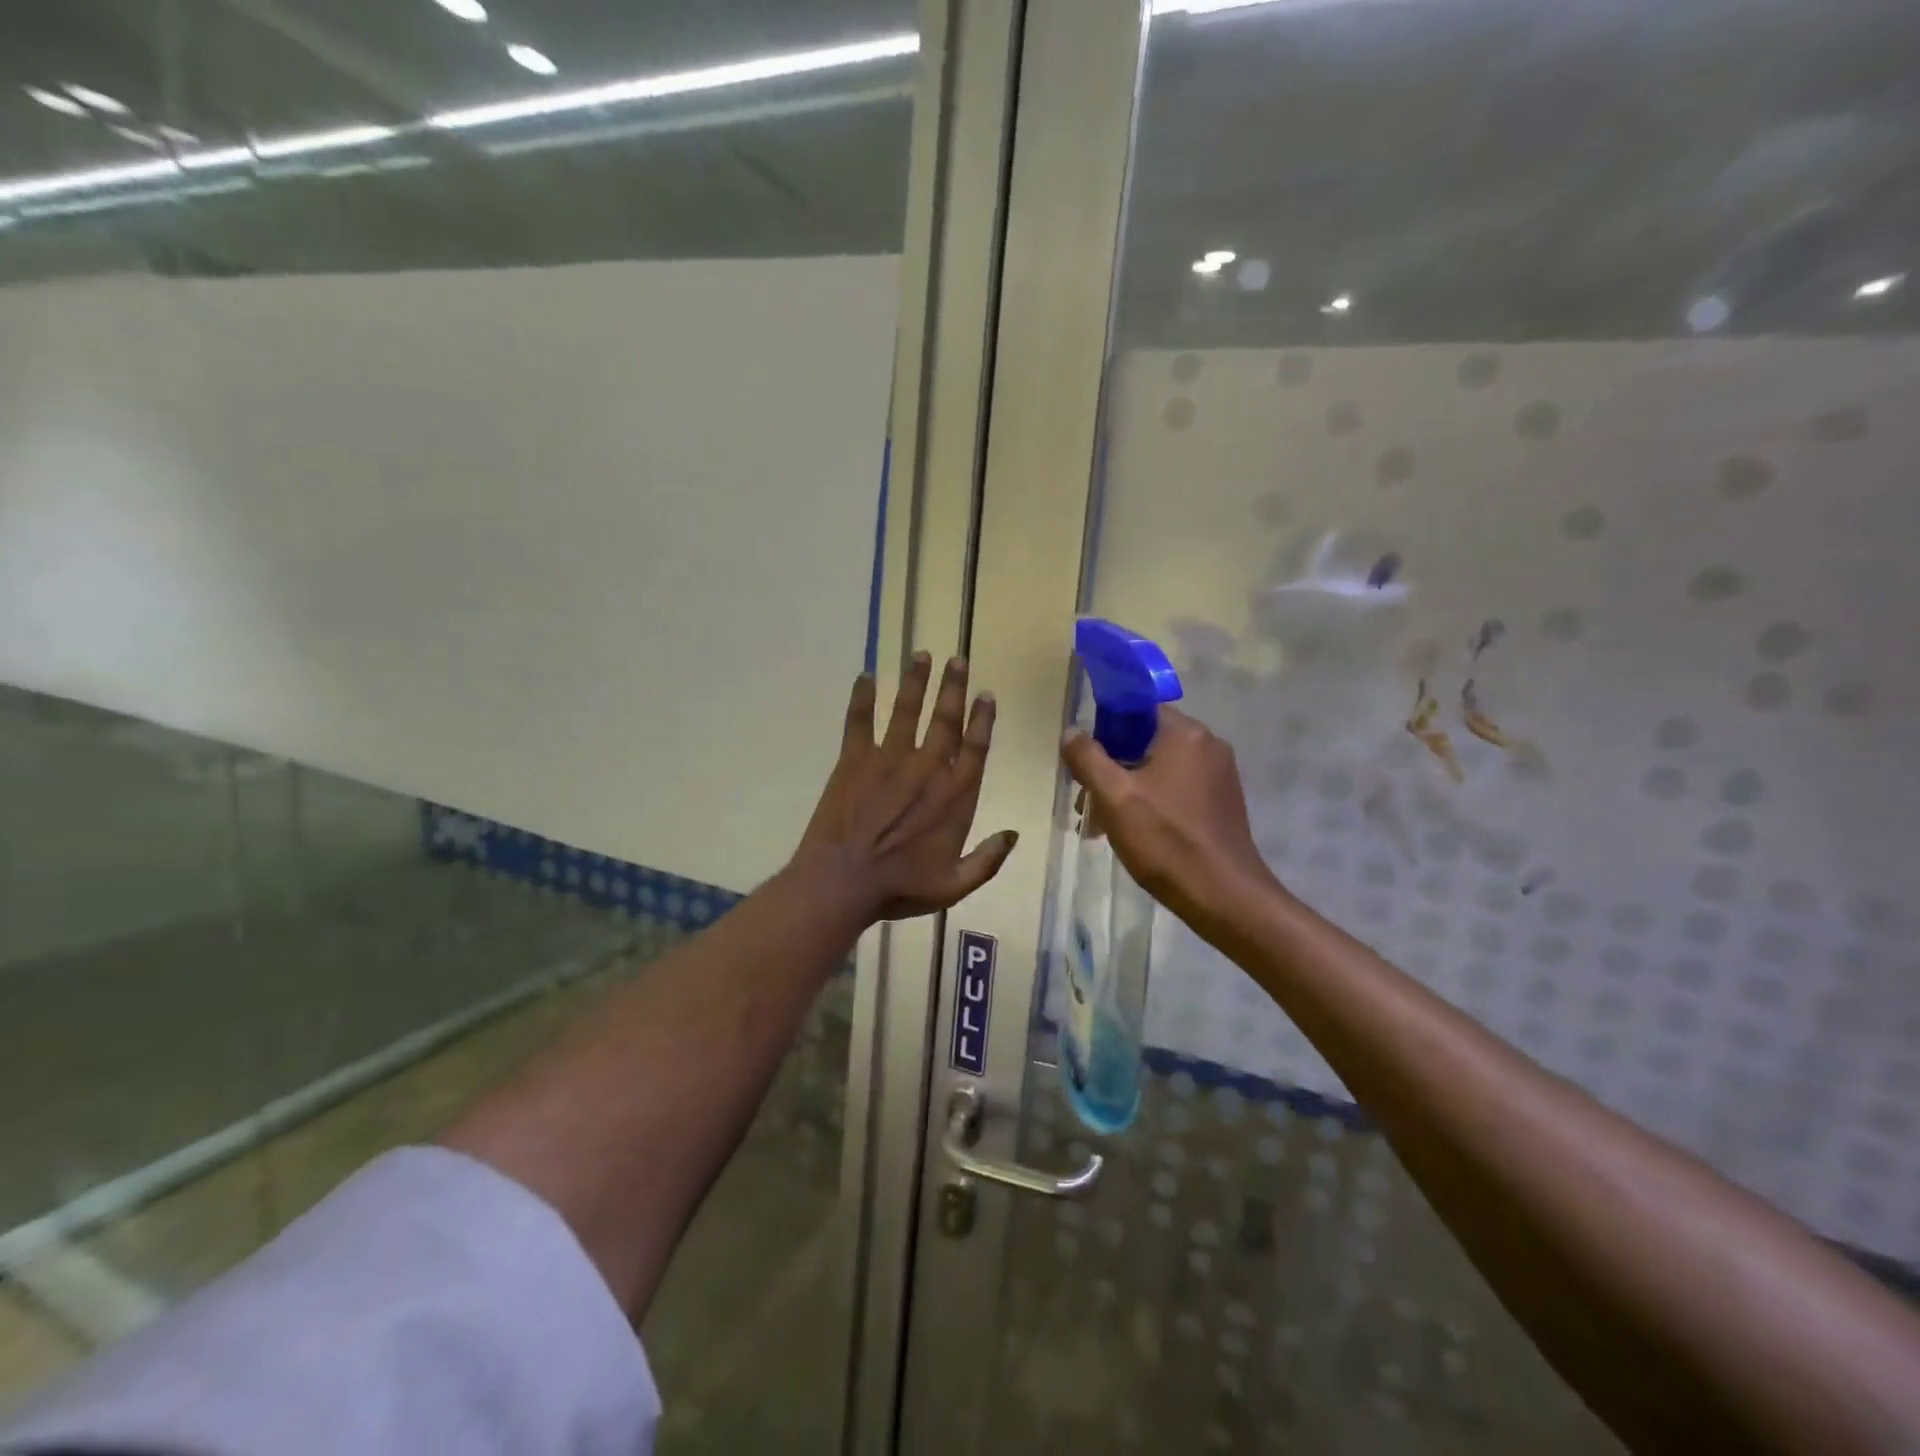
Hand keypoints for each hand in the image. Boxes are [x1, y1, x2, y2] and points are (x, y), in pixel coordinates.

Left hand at [791, 652, 1017, 922]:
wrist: (843, 882)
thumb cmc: (899, 887)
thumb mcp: (954, 886)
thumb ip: (988, 860)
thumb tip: (1014, 835)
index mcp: (955, 796)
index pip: (975, 747)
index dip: (982, 718)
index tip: (986, 694)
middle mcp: (927, 768)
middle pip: (945, 719)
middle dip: (953, 687)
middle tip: (958, 659)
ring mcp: (889, 759)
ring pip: (907, 711)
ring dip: (916, 681)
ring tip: (921, 654)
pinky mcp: (854, 760)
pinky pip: (859, 721)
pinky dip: (862, 698)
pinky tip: (865, 675)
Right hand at [1061, 706, 1277, 940]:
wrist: (1224, 897)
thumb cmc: (1166, 841)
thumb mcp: (1114, 797)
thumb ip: (1088, 758)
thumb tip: (1072, 732)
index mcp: (1186, 733)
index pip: (1136, 710)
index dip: (1104, 731)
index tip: (1085, 763)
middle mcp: (1208, 745)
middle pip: (1146, 741)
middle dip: (1111, 768)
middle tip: (1086, 803)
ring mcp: (1220, 775)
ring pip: (1159, 768)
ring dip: (1128, 789)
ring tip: (1102, 825)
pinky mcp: (1222, 802)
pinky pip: (1177, 789)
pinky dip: (1152, 802)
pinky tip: (1134, 832)